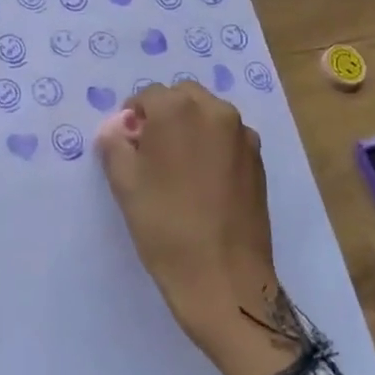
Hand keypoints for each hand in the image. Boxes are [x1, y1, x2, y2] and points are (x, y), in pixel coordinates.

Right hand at [98, 83, 307, 374]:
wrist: (223, 277)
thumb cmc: (165, 226)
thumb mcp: (124, 184)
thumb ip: (115, 144)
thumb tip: (119, 128)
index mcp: (179, 110)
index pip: (147, 96)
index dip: (132, 118)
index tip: (127, 147)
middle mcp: (216, 112)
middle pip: (182, 97)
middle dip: (164, 116)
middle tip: (150, 154)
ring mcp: (243, 136)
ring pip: (208, 116)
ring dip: (190, 128)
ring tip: (178, 170)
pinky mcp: (258, 161)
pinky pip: (228, 138)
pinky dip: (212, 147)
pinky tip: (203, 183)